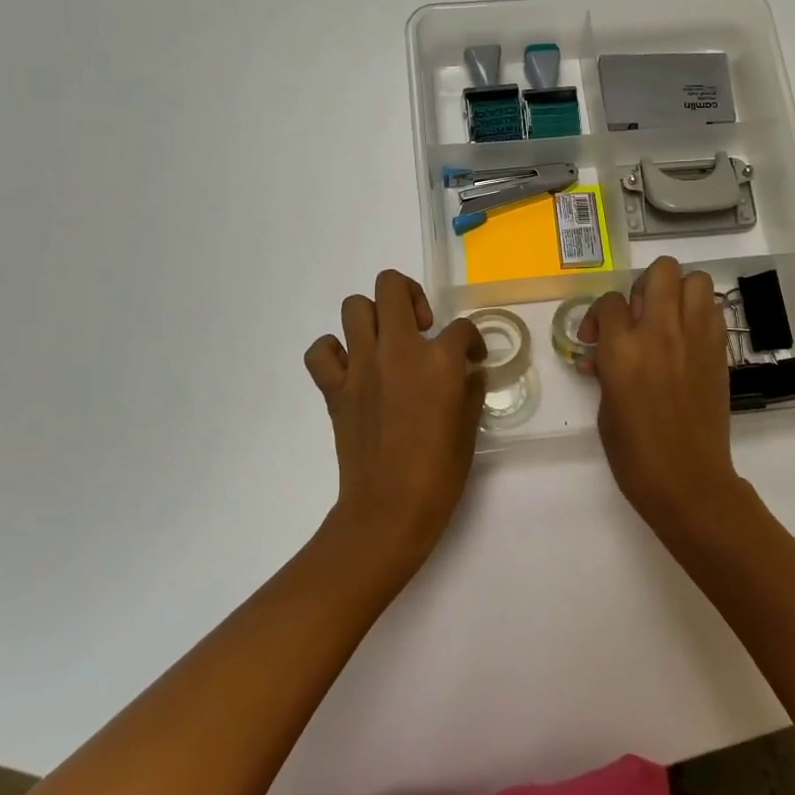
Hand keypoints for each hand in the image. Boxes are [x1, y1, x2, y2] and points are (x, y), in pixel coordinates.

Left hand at [304, 270, 486, 567]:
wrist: (390, 508)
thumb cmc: (440, 472)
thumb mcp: (470, 426)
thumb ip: (470, 388)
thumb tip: (467, 371)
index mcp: (440, 360)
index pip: (461, 327)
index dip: (472, 340)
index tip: (472, 358)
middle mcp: (398, 350)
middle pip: (392, 286)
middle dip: (410, 295)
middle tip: (421, 326)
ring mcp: (361, 366)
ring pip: (354, 307)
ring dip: (373, 317)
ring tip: (387, 342)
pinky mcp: (335, 388)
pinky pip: (321, 352)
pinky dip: (333, 352)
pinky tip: (352, 367)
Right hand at [580, 256, 745, 529]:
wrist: (688, 480)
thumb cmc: (635, 452)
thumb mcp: (605, 406)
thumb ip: (606, 368)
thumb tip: (601, 354)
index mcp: (623, 348)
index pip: (609, 301)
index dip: (599, 315)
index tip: (596, 338)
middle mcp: (660, 331)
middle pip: (660, 271)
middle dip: (644, 285)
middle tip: (638, 315)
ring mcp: (696, 337)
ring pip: (695, 279)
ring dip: (678, 291)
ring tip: (667, 318)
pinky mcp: (719, 350)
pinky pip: (713, 309)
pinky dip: (699, 313)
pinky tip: (687, 338)